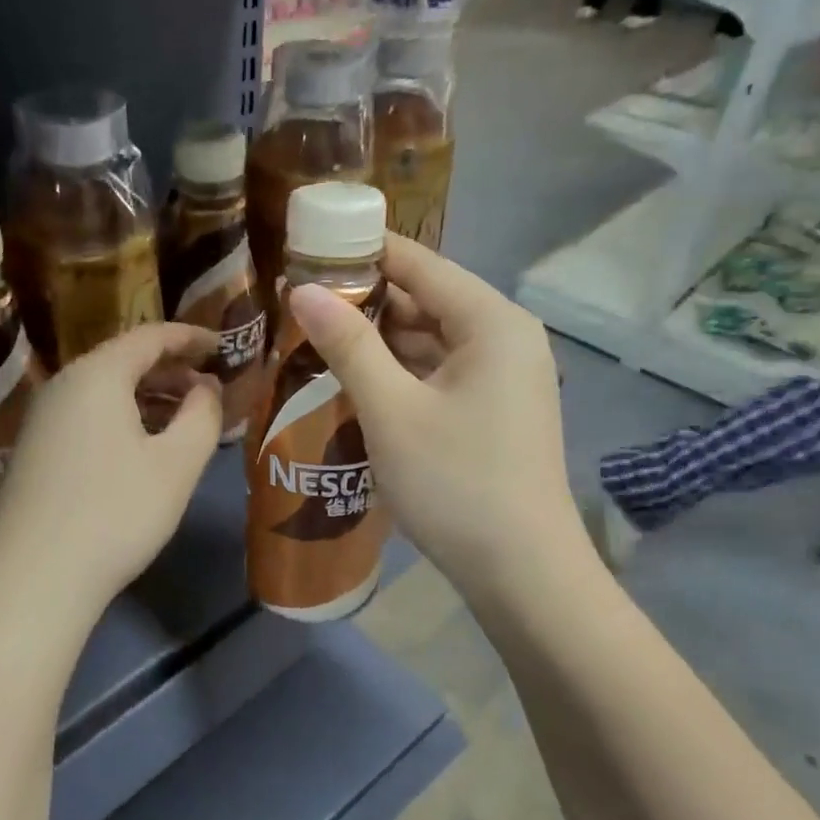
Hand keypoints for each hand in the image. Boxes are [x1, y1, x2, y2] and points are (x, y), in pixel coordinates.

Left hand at [0, 324, 221, 614]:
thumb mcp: (177, 465)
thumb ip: (203, 416)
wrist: (34, 580)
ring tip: (185, 418)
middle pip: (123, 361)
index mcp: (97, 376)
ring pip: (104, 391)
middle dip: (171, 370)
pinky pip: (86, 417)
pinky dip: (122, 418)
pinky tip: (142, 447)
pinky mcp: (34, 452)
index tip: (223, 346)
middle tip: (210, 388)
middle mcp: (63, 386)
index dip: (191, 338)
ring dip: (148, 396)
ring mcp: (42, 419)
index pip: (150, 336)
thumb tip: (207, 389)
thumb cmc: (117, 514)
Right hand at [287, 238, 582, 590]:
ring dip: (376, 339)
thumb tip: (301, 289)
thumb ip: (347, 344)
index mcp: (491, 322)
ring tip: (313, 336)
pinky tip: (353, 378)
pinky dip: (398, 371)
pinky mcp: (492, 409)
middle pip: (425, 299)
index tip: (306, 247)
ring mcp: (502, 376)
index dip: (361, 251)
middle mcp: (504, 338)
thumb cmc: (455, 483)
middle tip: (297, 301)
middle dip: (363, 299)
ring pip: (429, 339)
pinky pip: (438, 372)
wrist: (521, 571)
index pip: (419, 263)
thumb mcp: (391, 411)